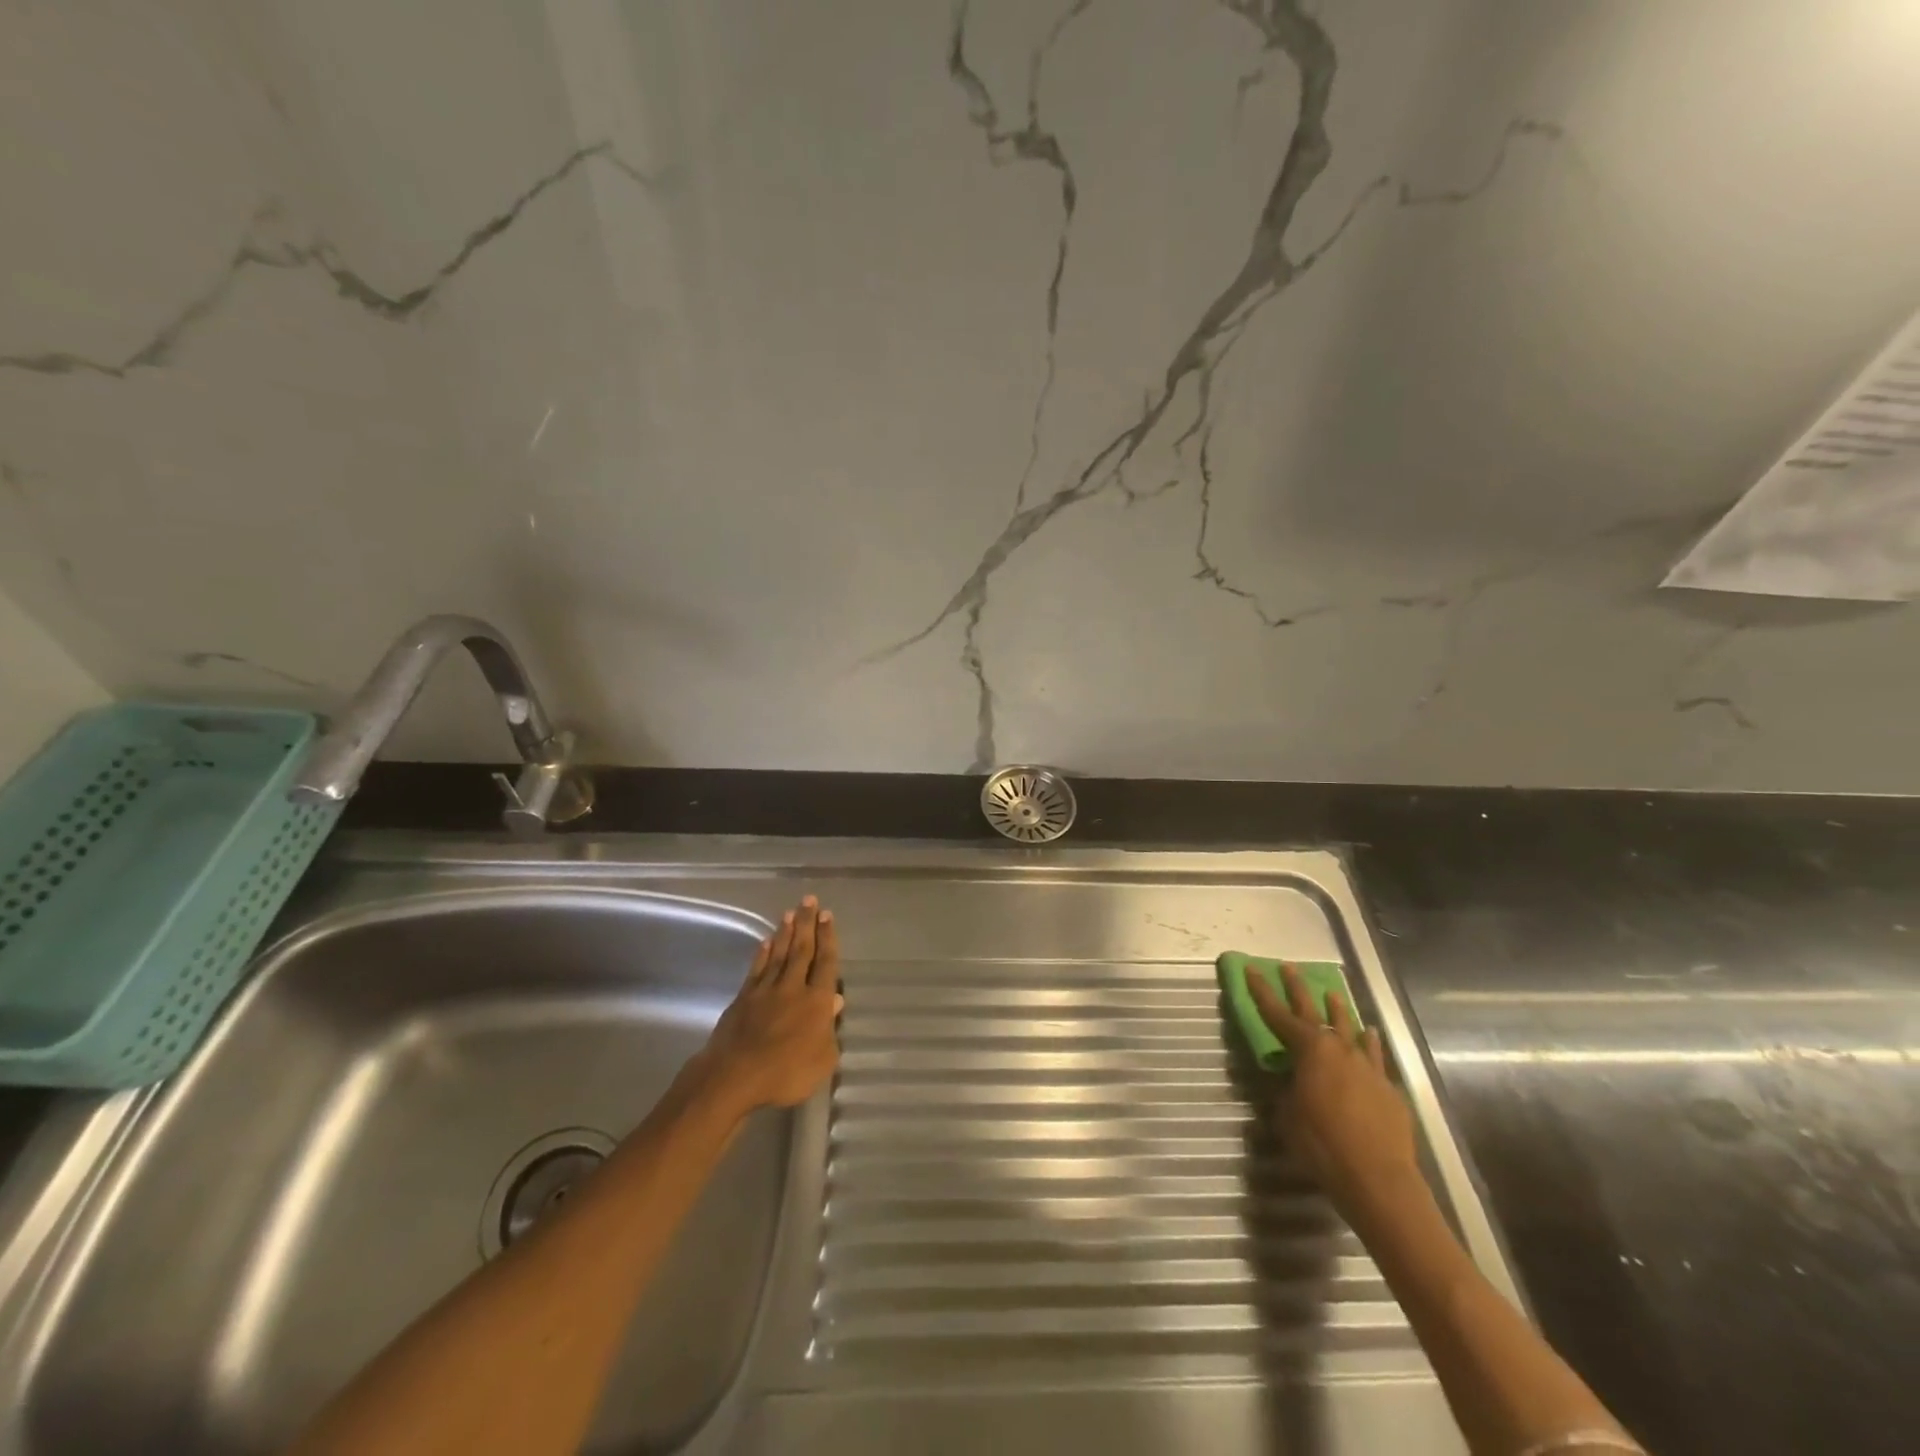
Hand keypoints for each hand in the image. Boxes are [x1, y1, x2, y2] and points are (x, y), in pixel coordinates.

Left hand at [697, 896, 842, 1116]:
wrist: (734, 1076)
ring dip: (785, 933)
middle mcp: (792, 987)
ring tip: (790, 913)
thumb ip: (829, 1030)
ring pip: (778, 954)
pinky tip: (765, 942)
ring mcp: (765, 990)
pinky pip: (756, 969)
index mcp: (816, 1001)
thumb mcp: (822, 1060)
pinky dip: (762, 954)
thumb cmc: (786, 1073)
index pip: (825, 962)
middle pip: (802, 950)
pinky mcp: (743, 998)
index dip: (827, 938)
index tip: (827, 915)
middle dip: (807, 924)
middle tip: (809, 901)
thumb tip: (834, 1001)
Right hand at [1249, 964, 1421, 1227]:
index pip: (1277, 1014)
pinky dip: (1369, 1041)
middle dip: (1298, 988)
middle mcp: (1338, 1049)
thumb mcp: (1288, 1117)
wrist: (1378, 1178)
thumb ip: (1286, 1092)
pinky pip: (1374, 1054)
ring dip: (1338, 1010)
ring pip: (1350, 1028)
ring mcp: (1366, 1066)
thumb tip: (1289, 1084)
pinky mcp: (1387, 1087)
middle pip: (1314, 1011)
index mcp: (1308, 1051)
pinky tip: (1369, 1033)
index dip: (1262, 991)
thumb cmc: (1322, 1145)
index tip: (1252, 968)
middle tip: (1289, 967)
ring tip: (1333, 994)